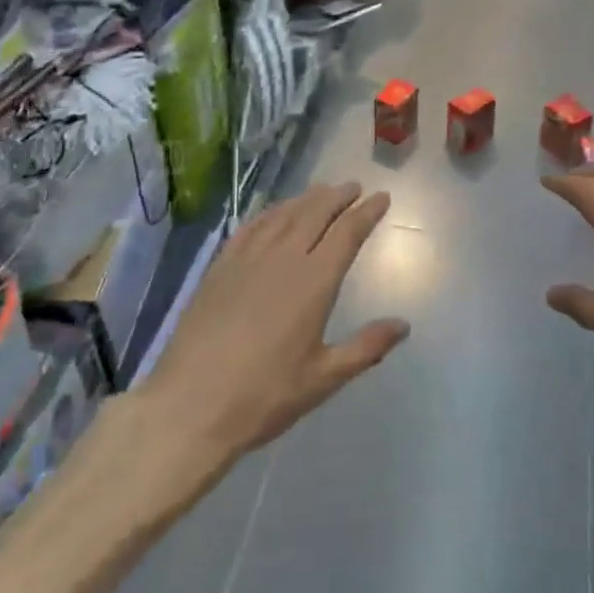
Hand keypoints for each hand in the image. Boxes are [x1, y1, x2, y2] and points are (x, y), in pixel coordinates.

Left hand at [140, 183, 408, 465]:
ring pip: (284, 214)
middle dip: (339, 196)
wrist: (189, 406)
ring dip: (307, 198)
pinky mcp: (221, 267)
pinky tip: (275, 212)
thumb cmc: (264, 396)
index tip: (381, 197)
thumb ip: (366, 347)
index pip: (347, 233)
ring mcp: (248, 258)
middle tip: (354, 187)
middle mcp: (284, 258)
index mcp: (314, 281)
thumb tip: (404, 325)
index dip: (367, 212)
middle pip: (316, 213)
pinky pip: (252, 226)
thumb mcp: (323, 378)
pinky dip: (271, 211)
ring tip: (322, 191)